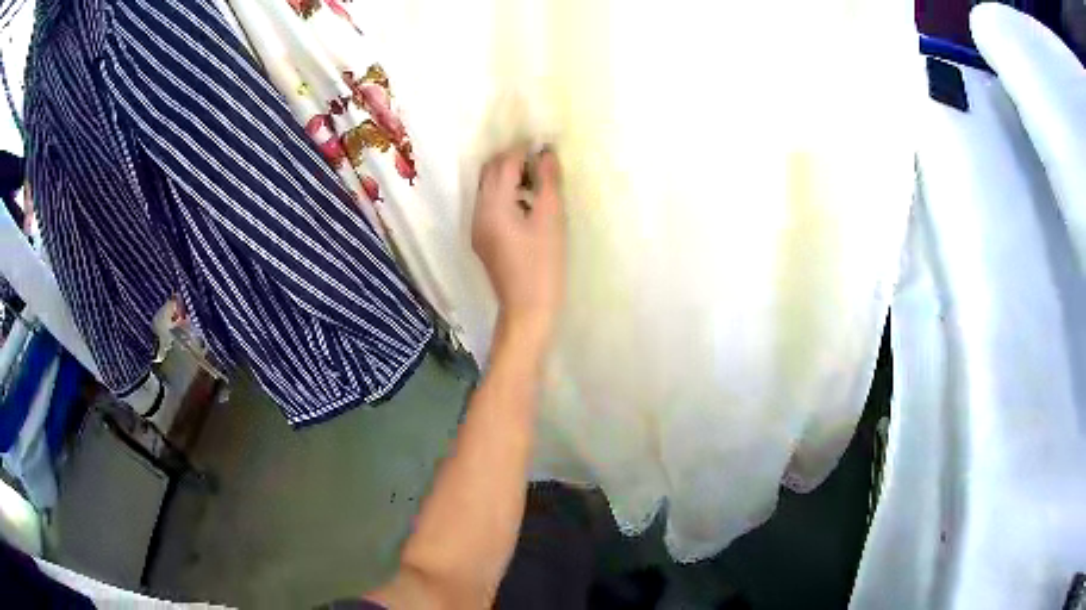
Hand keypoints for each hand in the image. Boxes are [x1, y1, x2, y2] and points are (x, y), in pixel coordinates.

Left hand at [472, 146, 565, 349]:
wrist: (527, 309)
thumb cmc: (543, 265)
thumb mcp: (551, 220)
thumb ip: (548, 182)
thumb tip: (546, 152)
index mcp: (493, 206)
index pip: (503, 164)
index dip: (523, 150)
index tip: (544, 145)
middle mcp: (478, 212)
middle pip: (490, 173)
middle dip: (512, 160)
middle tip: (541, 162)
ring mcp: (477, 226)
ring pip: (488, 188)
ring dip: (508, 177)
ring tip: (537, 181)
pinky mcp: (483, 239)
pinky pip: (490, 205)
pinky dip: (505, 195)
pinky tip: (526, 204)